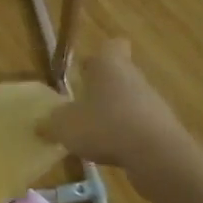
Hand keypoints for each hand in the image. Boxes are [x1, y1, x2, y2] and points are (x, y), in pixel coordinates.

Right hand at [42, 38, 197, 175]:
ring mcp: (152, 102)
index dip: (99, 54)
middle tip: (82, 105)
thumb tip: (39, 124)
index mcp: (109, 65)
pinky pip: (140, 125)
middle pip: (120, 74)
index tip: (86, 69)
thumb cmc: (106, 126)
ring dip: (115, 113)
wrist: (158, 156)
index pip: (111, 45)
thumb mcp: (65, 126)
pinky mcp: (163, 128)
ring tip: (94, 134)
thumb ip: (50, 123)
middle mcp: (133, 77)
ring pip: (130, 100)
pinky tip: (113, 152)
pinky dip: (128, 136)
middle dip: (103, 88)